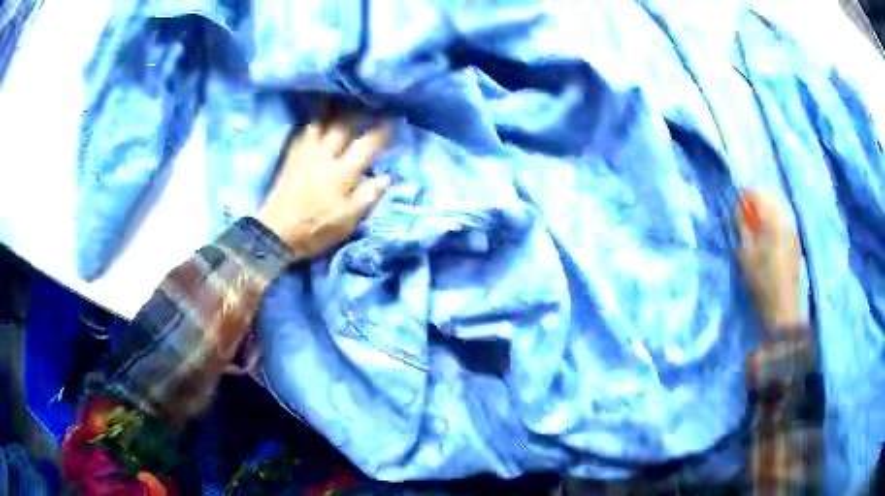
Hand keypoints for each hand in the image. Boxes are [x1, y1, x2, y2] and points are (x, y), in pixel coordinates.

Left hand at [258, 112, 390, 260]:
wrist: (276, 233)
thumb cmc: (316, 229)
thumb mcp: (348, 220)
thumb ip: (369, 196)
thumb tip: (387, 176)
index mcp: (342, 173)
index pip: (367, 144)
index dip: (382, 131)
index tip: (392, 121)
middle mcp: (324, 156)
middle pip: (344, 124)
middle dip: (360, 110)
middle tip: (370, 99)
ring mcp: (305, 153)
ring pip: (321, 121)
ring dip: (334, 107)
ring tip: (344, 96)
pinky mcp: (292, 155)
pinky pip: (305, 130)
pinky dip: (315, 119)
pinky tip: (320, 115)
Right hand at [736, 190, 806, 333]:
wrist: (783, 310)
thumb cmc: (761, 281)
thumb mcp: (745, 253)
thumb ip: (740, 225)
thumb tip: (737, 206)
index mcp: (771, 219)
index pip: (754, 193)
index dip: (742, 198)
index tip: (734, 211)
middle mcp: (785, 218)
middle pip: (767, 198)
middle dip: (754, 205)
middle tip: (744, 223)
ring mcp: (792, 230)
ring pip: (775, 210)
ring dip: (764, 216)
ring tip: (755, 234)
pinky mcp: (795, 242)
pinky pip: (782, 223)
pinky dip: (772, 226)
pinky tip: (768, 244)